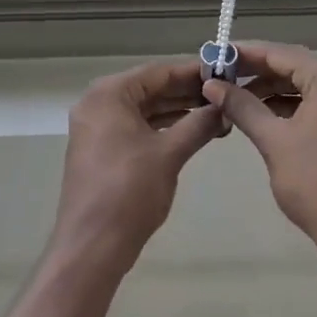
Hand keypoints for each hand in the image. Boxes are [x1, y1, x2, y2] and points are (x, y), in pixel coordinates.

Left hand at [53, 60, 226, 275]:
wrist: (92, 245)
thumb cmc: (129, 191)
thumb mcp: (170, 154)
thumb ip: (198, 124)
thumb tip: (224, 107)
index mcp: (109, 94)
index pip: (157, 72)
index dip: (192, 72)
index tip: (224, 71)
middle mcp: (98, 103)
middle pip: (149, 88)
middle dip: (186, 92)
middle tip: (225, 94)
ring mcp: (97, 128)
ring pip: (143, 109)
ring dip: (177, 111)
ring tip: (215, 113)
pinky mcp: (101, 150)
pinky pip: (135, 127)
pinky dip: (162, 128)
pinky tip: (192, 131)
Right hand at [203, 43, 316, 253]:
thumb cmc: (315, 182)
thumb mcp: (273, 140)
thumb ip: (242, 106)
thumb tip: (212, 85)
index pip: (280, 53)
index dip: (246, 53)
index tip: (216, 53)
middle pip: (292, 65)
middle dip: (256, 70)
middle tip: (220, 75)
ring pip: (301, 84)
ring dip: (269, 88)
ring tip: (233, 96)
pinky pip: (312, 102)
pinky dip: (286, 104)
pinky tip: (259, 113)